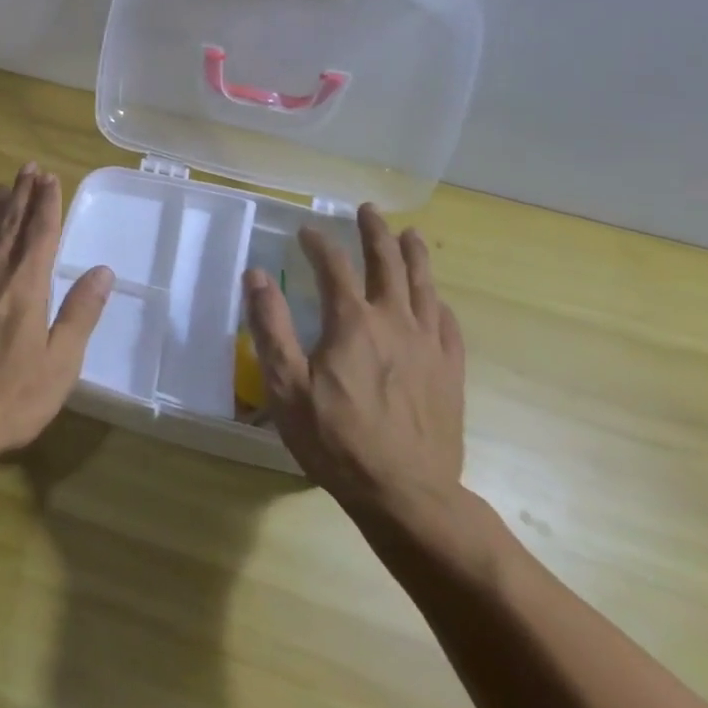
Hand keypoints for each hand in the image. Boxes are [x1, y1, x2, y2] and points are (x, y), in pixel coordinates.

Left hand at [0, 164, 113, 462]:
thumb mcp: (61, 361)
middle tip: (27, 168)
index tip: (50, 178)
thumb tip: (102, 271)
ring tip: (0, 188)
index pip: (40, 235)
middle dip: (21, 196)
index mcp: (26, 287)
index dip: (47, 204)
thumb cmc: (12, 396)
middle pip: (10, 228)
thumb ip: (80, 313)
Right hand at [243, 203, 465, 529]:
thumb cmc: (336, 440)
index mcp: (353, 322)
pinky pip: (448, 325)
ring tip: (410, 235)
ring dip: (415, 256)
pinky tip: (435, 300)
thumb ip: (270, 326)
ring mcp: (429, 347)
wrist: (407, 496)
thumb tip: (256, 275)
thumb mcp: (286, 386)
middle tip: (368, 211)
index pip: (333, 265)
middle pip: (388, 264)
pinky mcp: (450, 373)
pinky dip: (438, 303)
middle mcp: (395, 322)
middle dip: (375, 233)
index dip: (318, 242)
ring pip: (424, 287)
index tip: (305, 231)